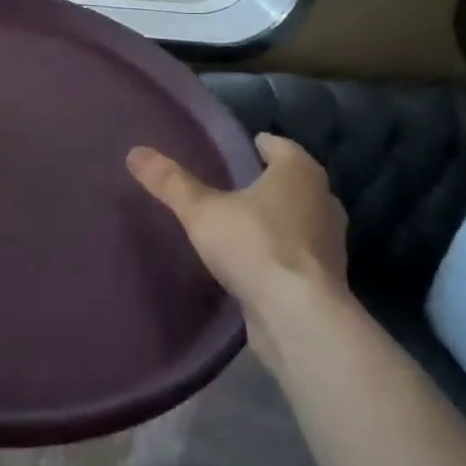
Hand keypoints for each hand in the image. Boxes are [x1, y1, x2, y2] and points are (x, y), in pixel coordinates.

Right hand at [127, 134, 350, 367]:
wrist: (300, 320)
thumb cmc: (255, 245)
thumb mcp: (201, 210)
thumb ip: (170, 182)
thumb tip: (134, 152)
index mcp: (300, 173)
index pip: (280, 146)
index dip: (259, 145)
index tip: (239, 149)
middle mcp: (322, 201)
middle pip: (293, 182)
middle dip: (269, 182)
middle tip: (235, 184)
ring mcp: (330, 243)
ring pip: (300, 218)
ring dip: (278, 219)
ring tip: (242, 222)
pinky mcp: (327, 280)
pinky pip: (299, 253)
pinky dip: (282, 251)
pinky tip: (256, 260)